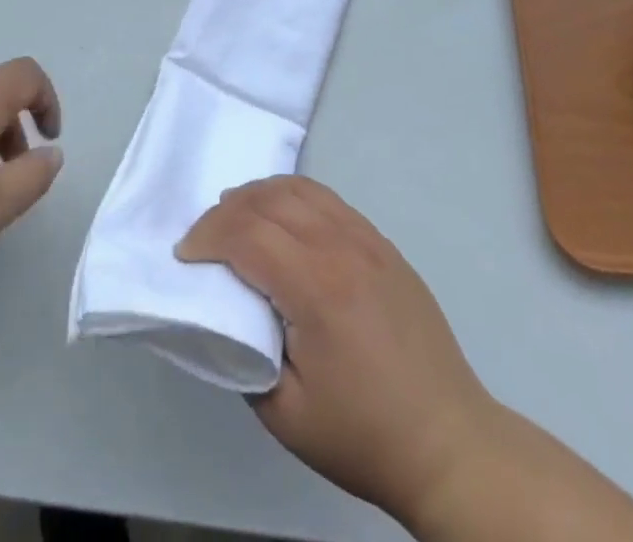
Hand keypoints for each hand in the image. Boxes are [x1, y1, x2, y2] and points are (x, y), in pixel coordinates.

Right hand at [176, 177, 498, 532]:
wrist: (448, 443)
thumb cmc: (363, 434)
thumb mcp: (285, 413)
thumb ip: (244, 351)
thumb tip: (225, 307)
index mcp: (316, 287)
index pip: (247, 234)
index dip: (207, 237)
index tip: (185, 258)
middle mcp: (342, 247)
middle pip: (270, 200)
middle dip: (226, 210)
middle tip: (204, 239)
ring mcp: (368, 240)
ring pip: (301, 189)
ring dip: (260, 195)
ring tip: (236, 218)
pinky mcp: (384, 245)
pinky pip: (329, 200)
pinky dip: (294, 197)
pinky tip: (283, 219)